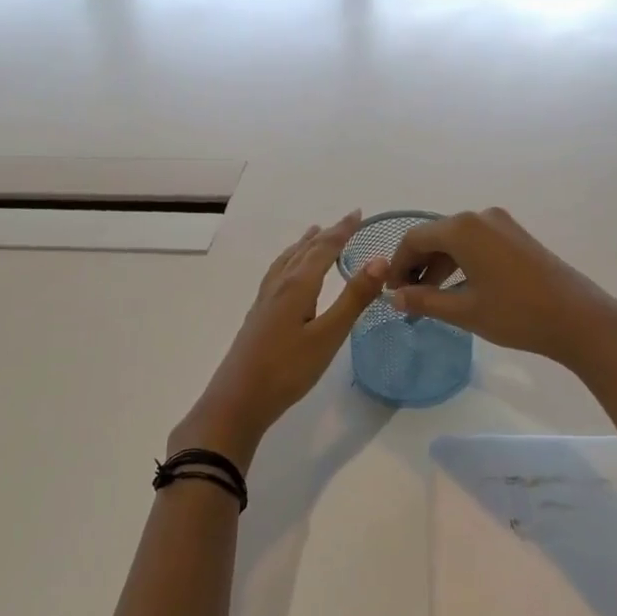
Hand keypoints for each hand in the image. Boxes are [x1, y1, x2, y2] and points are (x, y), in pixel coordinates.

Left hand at [176, 212, 389, 471]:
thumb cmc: (286, 370)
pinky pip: (277, 275)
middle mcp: (279, 286)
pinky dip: (289, 262)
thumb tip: (380, 260)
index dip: (342, 231)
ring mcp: (265, 301)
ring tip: (312, 234)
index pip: (323, 249)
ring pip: (286, 262)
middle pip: (304, 251)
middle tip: (345, 221)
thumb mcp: (328, 336)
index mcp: (297, 286)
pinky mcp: (258, 317)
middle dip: (326, 235)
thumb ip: (353, 298)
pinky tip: (287, 276)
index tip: (359, 213)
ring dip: (303, 246)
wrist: (237, 402)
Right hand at [385, 207, 616, 371]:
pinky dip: (461, 262)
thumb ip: (424, 300)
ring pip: (457, 240)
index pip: (414, 239)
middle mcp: (480, 217)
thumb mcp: (464, 310)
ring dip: (439, 265)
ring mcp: (502, 224)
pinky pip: (477, 243)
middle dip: (418, 265)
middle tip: (407, 298)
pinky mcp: (517, 236)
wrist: (578, 319)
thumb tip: (394, 297)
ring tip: (430, 297)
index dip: (398, 264)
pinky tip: (459, 288)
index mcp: (462, 228)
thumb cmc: (516, 314)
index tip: (390, 292)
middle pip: (435, 236)